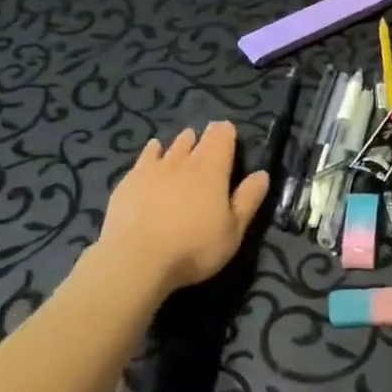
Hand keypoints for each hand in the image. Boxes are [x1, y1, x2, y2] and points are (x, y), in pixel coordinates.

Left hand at [100, 123, 269, 296]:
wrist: (135, 259)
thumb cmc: (193, 247)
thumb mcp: (233, 230)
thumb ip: (248, 200)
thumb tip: (262, 174)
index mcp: (212, 169)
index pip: (221, 136)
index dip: (226, 132)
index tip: (229, 134)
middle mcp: (183, 161)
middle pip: (195, 139)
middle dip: (203, 138)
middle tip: (206, 143)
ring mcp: (152, 169)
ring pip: (170, 147)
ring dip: (179, 144)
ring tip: (184, 142)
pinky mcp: (129, 181)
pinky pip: (144, 158)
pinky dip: (153, 152)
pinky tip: (153, 151)